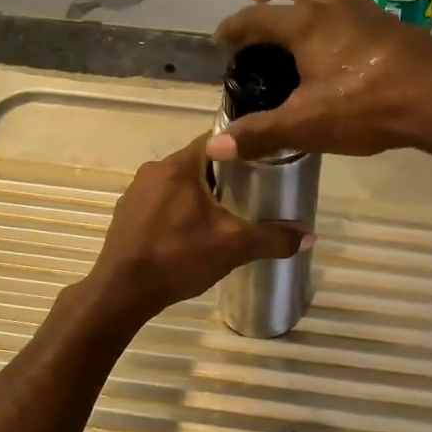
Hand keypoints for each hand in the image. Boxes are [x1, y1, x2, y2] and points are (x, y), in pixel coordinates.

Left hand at [82, 135, 312, 323]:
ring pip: (177, 183)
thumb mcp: (233, 247)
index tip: (263, 162)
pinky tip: (189, 234)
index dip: (241, 149)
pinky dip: (177, 210)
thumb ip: (272, 238)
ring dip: (199, 194)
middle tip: (250, 193)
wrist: (121, 291)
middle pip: (198, 162)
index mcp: (179, 165)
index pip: (216, 140)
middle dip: (223, 176)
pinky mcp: (126, 213)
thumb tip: (310, 235)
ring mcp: (136, 192)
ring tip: (223, 215)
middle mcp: (154, 169)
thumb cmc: (178, 257)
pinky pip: (159, 202)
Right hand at [210, 0, 431, 162]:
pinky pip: (359, 4)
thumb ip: (261, 134)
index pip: (257, 18)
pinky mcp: (395, 25)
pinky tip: (348, 36)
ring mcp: (369, 12)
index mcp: (307, 25)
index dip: (234, 26)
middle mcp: (335, 7)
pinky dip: (342, 9)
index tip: (221, 37)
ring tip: (304, 7)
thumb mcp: (306, 125)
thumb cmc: (367, 106)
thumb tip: (215, 148)